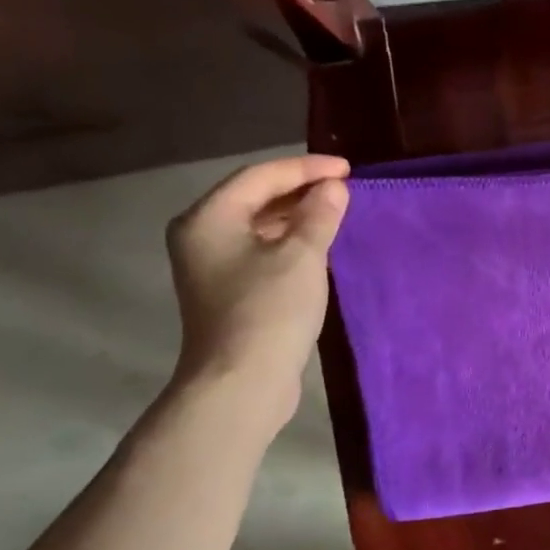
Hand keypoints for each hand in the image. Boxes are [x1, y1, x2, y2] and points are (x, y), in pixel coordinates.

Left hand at [165, 156, 350, 430]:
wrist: (242, 381)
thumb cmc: (269, 311)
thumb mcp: (302, 257)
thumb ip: (319, 215)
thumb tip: (333, 188)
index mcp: (208, 218)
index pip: (260, 177)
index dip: (305, 168)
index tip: (347, 169)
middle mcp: (201, 235)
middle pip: (253, 198)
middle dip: (300, 189)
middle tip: (342, 187)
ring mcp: (211, 265)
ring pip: (257, 225)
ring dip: (296, 216)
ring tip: (335, 210)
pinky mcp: (228, 291)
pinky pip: (260, 250)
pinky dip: (288, 241)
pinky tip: (316, 245)